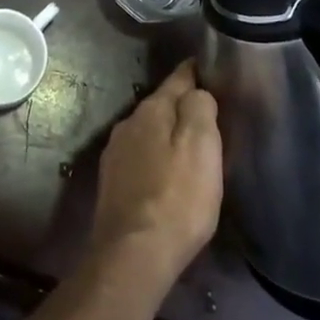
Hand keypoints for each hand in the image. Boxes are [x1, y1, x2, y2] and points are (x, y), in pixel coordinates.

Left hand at [91, 62, 222, 284]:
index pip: (176, 79)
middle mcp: (127, 125)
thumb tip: (196, 91)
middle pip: (160, 106)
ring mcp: (115, 154)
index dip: (193, 72)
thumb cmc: (176, 198)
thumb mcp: (201, 147)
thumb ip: (199, 108)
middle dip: (181, 106)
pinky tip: (165, 174)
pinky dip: (155, 158)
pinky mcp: (112, 183)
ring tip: (189, 144)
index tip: (206, 65)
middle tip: (207, 112)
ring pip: (148, 133)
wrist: (133, 254)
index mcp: (150, 111)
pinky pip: (140, 158)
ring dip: (166, 134)